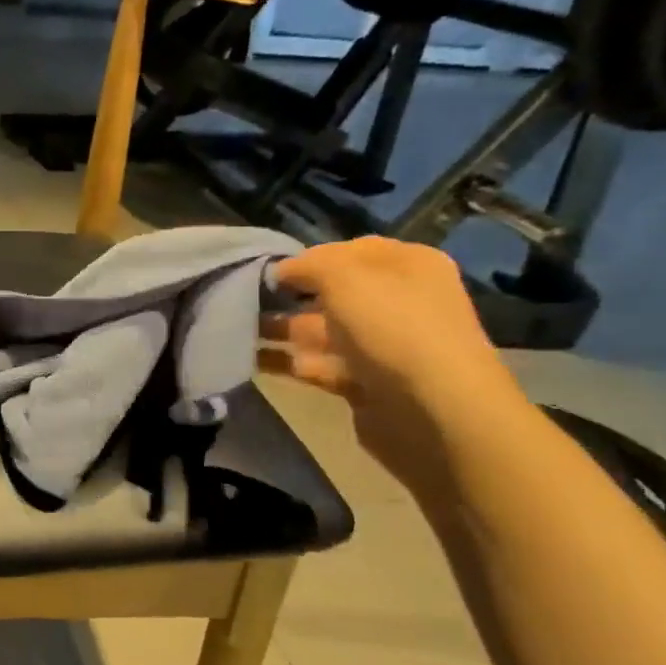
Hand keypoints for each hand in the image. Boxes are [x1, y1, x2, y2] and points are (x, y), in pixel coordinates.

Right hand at [261, 238, 527, 492]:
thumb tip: (279, 272)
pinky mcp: (363, 382)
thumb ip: (305, 265)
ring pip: (318, 329)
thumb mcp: (344, 276)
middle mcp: (397, 301)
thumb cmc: (393, 328)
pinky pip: (315, 364)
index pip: (348, 251)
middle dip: (287, 295)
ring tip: (231, 327)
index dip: (307, 257)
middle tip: (240, 298)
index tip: (264, 269)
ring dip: (278, 328)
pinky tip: (247, 358)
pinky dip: (284, 361)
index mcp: (407, 266)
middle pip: (330, 291)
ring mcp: (380, 345)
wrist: (434, 413)